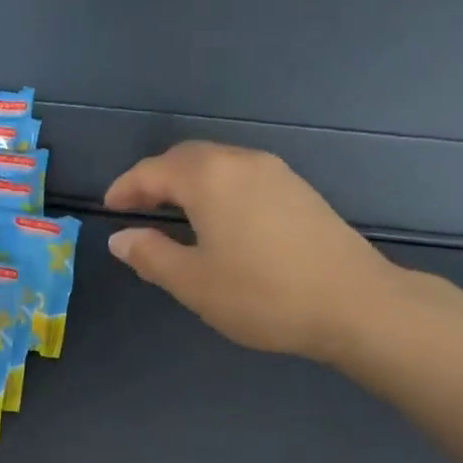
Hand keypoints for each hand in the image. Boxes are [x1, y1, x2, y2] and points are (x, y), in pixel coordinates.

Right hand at [103, 142, 406, 363]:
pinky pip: (243, 177)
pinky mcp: (300, 190)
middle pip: (187, 158)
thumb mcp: (195, 283)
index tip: (109, 208)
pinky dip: (218, 189)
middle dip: (157, 179)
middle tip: (137, 207)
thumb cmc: (262, 295)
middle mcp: (242, 162)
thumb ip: (151, 256)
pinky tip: (219, 220)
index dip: (126, 187)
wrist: (354, 303)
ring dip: (189, 183)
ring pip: (219, 165)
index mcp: (209, 178)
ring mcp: (277, 173)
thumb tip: (121, 238)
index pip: (154, 171)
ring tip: (173, 213)